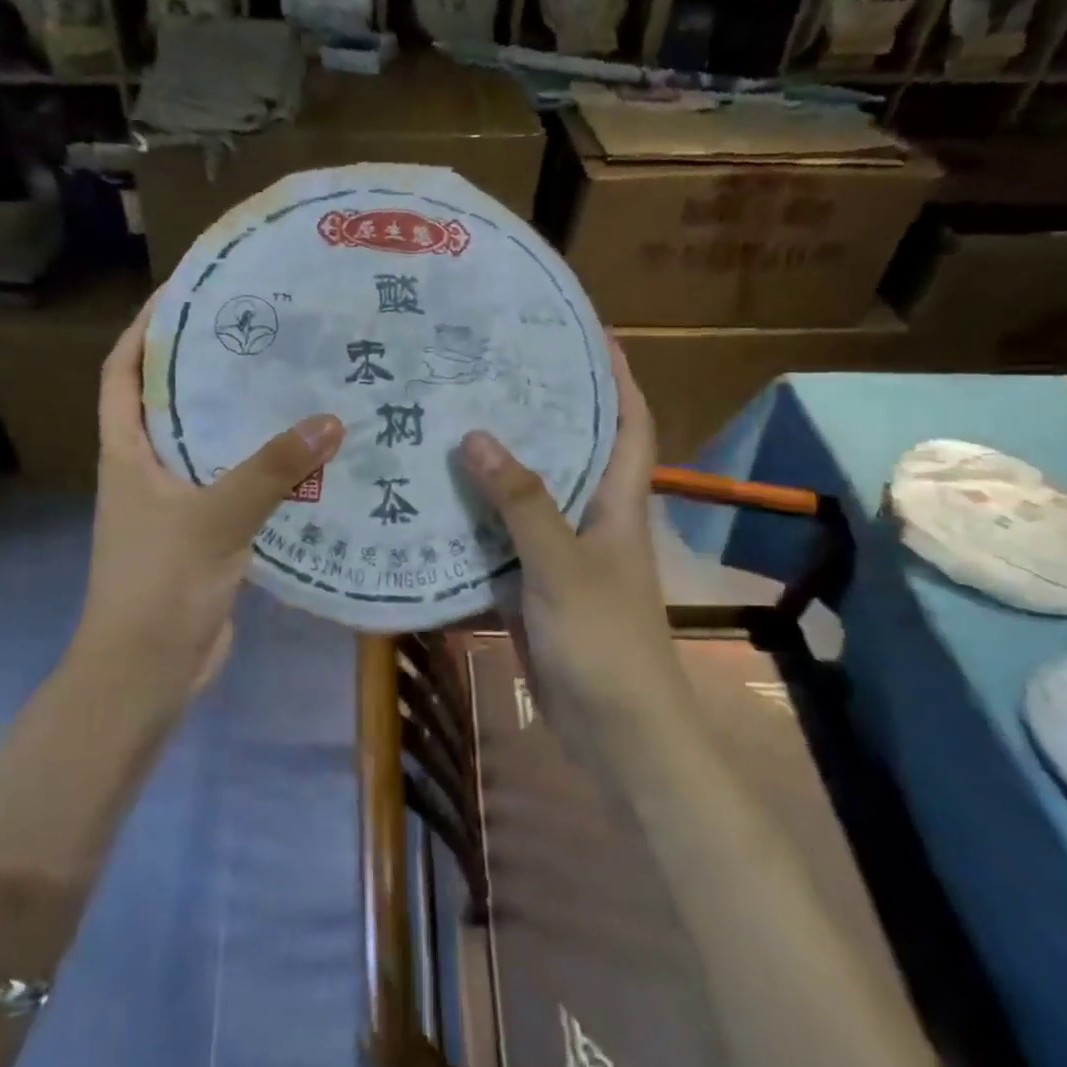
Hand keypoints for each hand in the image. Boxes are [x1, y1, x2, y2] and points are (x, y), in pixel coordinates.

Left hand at [74, 297, 345, 695]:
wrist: (146, 673)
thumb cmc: (159, 586)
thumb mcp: (214, 518)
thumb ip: (272, 470)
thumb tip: (331, 420)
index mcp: (127, 452)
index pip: (122, 373)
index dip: (144, 331)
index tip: (183, 294)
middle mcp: (146, 469)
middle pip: (170, 402)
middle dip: (204, 365)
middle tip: (260, 332)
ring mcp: (173, 504)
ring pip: (207, 445)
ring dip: (239, 418)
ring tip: (289, 383)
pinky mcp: (203, 535)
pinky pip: (233, 486)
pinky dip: (261, 470)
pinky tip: (304, 457)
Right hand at [458, 341, 669, 771]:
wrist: (615, 733)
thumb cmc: (604, 641)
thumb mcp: (561, 565)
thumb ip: (521, 502)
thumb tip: (476, 436)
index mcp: (617, 503)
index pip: (630, 424)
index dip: (617, 377)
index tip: (588, 334)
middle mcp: (592, 519)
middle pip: (571, 450)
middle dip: (542, 410)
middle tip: (490, 371)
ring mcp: (563, 555)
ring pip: (529, 496)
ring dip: (498, 466)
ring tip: (452, 423)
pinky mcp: (535, 587)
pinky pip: (503, 541)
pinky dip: (476, 522)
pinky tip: (436, 503)